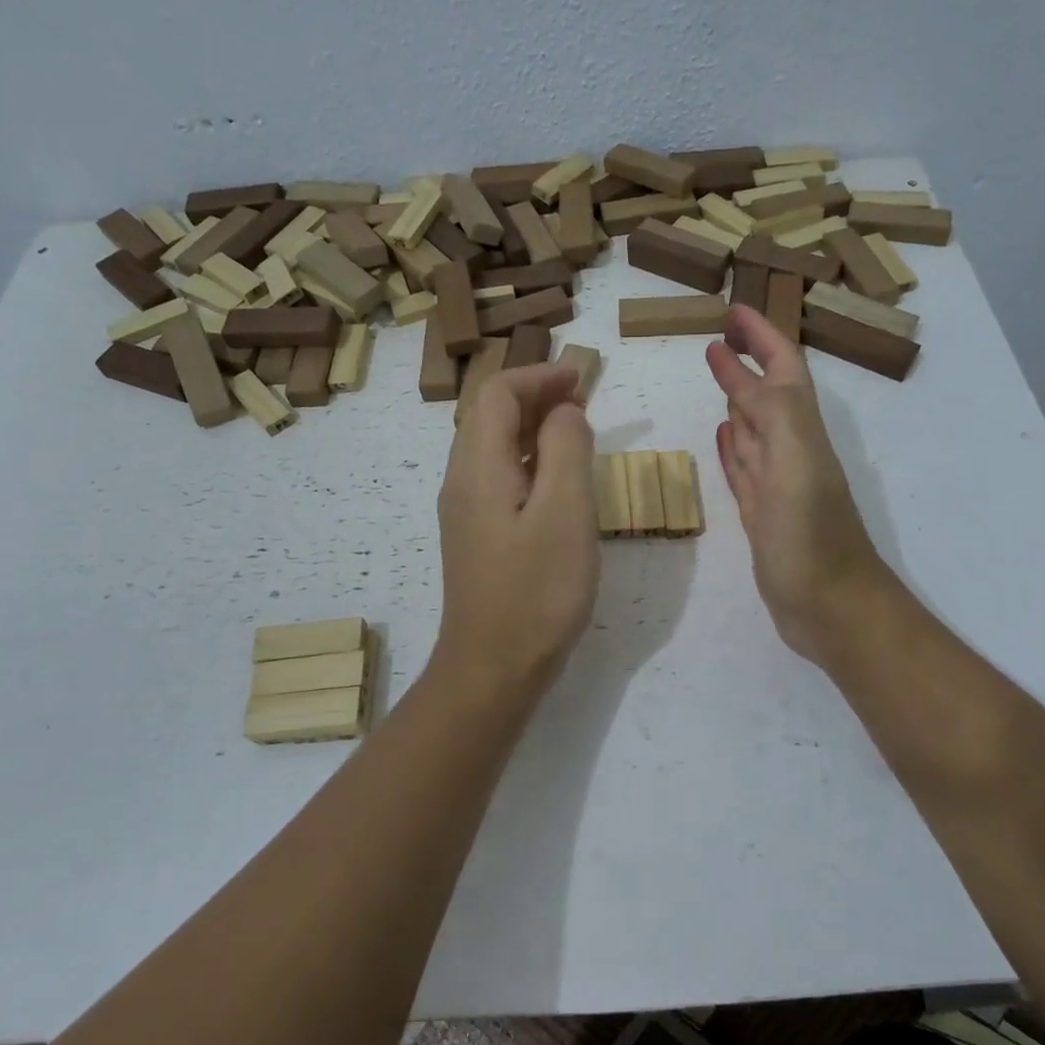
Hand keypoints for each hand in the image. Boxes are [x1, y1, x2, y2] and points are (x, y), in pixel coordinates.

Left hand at [434, 363, 599, 696]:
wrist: (492, 669)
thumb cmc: (536, 591)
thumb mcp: (565, 513)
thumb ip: (567, 449)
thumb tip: (565, 413)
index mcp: (478, 467)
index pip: (496, 394)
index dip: (538, 375)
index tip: (581, 379)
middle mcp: (462, 481)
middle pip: (488, 415)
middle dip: (534, 396)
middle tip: (582, 400)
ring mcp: (466, 511)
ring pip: (493, 447)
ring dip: (532, 427)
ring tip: (576, 431)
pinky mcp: (477, 537)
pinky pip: (499, 478)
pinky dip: (529, 460)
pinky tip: (558, 481)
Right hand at [707, 306, 893, 666]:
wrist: (830, 608)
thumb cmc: (811, 537)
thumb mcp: (796, 464)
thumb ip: (775, 414)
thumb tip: (744, 370)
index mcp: (802, 433)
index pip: (782, 370)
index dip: (762, 337)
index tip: (732, 311)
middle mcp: (791, 451)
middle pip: (767, 394)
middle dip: (746, 361)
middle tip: (717, 336)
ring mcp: (776, 485)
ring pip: (755, 430)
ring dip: (738, 400)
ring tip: (717, 375)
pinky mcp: (761, 515)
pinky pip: (745, 469)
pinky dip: (733, 447)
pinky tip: (722, 436)